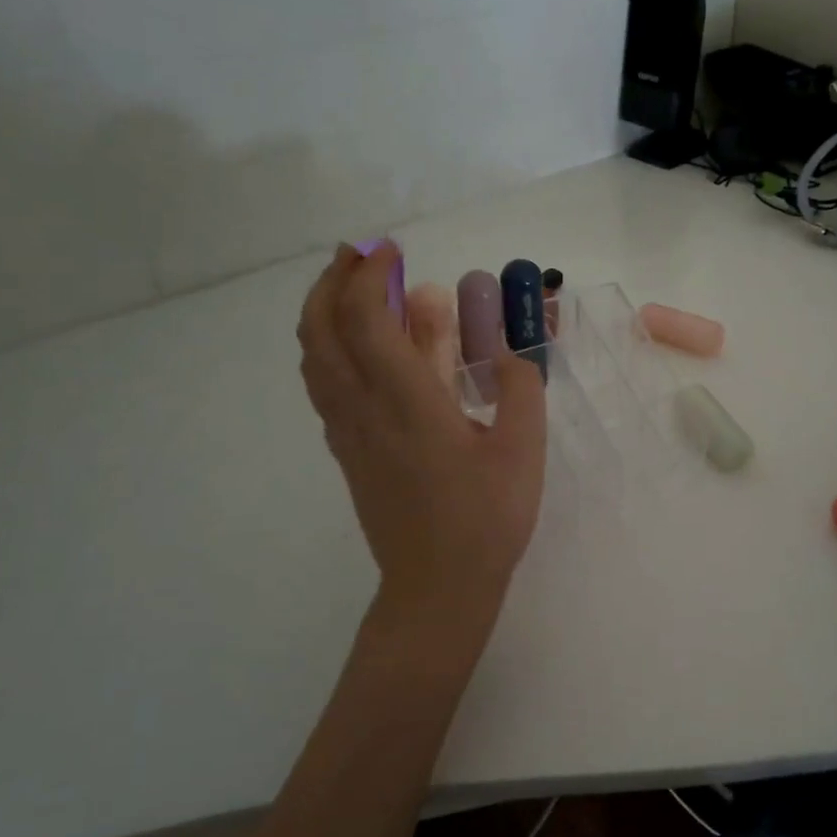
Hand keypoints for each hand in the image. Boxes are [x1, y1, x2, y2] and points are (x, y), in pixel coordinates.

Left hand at [298, 243, 546, 626]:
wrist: (437, 588)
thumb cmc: (485, 518)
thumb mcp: (522, 448)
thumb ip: (519, 386)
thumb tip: (506, 350)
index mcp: (405, 402)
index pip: (366, 320)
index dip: (370, 275)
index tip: (390, 249)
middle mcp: (363, 409)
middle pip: (320, 329)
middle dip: (333, 281)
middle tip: (360, 255)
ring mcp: (348, 433)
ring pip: (314, 358)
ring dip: (325, 312)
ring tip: (355, 290)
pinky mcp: (348, 453)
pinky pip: (324, 385)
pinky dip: (330, 348)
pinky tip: (360, 349)